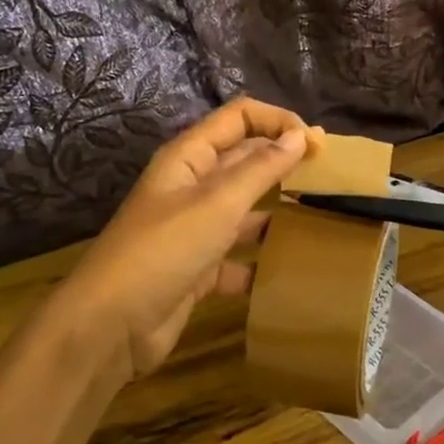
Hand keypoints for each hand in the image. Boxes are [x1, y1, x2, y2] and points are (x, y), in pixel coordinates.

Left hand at [46, 99, 311, 383]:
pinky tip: (291, 268)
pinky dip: (262, 261)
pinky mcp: (200, 268)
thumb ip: (261, 168)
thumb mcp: (217, 204)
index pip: (240, 117)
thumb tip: (300, 135)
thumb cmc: (164, 251)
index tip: (320, 144)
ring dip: (278, 210)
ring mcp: (195, 228)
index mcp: (190, 158)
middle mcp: (193, 186)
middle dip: (285, 160)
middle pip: (245, 159)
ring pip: (246, 208)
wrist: (111, 326)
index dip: (279, 121)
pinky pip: (240, 255)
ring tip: (321, 216)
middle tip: (331, 174)